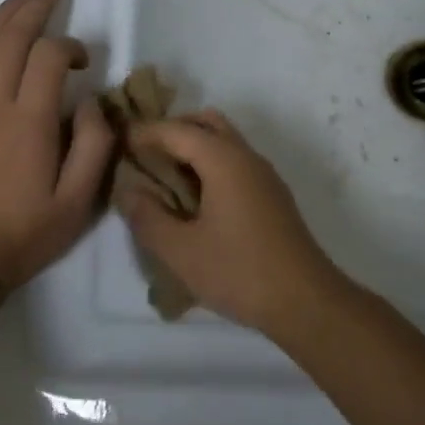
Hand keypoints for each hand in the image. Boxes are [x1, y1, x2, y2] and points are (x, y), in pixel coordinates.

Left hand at [0, 0, 114, 288]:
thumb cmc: (24, 233)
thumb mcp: (78, 201)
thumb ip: (94, 145)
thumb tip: (91, 101)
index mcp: (29, 122)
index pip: (47, 57)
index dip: (69, 45)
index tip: (84, 60)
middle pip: (10, 38)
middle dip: (34, 10)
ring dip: (2, 16)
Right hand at [114, 110, 348, 335]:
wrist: (306, 301)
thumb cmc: (239, 272)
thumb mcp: (180, 250)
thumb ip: (147, 216)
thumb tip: (127, 189)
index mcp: (224, 160)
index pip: (177, 130)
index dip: (145, 132)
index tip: (119, 142)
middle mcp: (247, 157)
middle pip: (206, 124)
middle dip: (172, 131)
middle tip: (143, 155)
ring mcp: (265, 176)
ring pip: (225, 142)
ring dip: (193, 148)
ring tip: (163, 178)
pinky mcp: (273, 197)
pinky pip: (236, 163)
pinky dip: (210, 166)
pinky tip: (195, 199)